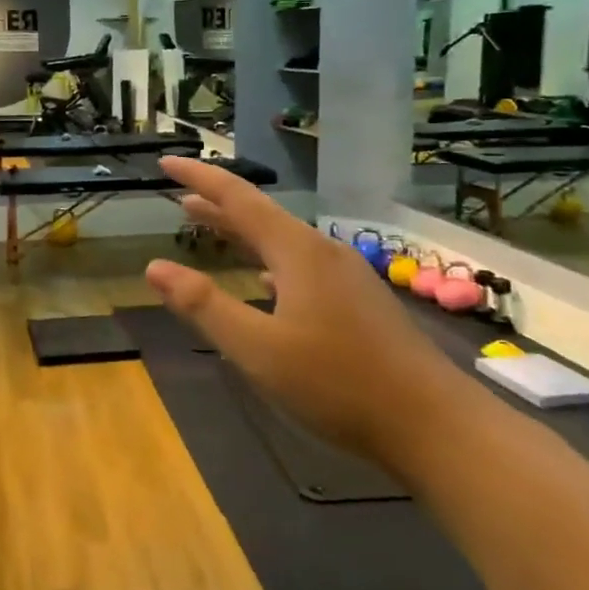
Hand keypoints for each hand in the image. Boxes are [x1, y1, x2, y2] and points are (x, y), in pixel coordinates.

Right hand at [142, 157, 461, 458]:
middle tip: (180, 198)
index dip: (200, 178)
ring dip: (243, 234)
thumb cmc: (338, 384)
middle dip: (217, 206)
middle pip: (261, 217)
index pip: (238, 199)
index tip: (167, 163)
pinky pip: (301, 266)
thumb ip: (204, 306)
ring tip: (211, 230)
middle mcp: (322, 253)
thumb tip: (153, 267)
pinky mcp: (359, 304)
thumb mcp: (257, 349)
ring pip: (282, 243)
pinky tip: (266, 281)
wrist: (435, 426)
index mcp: (297, 252)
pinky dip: (269, 262)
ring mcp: (346, 277)